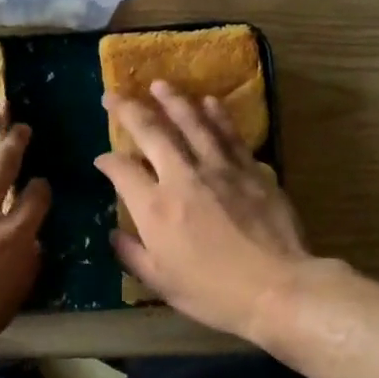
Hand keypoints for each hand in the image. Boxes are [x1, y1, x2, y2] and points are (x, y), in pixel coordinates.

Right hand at [96, 83, 311, 341]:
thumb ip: (133, 254)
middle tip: (113, 95)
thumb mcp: (161, 282)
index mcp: (155, 208)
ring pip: (192, 122)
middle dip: (128, 110)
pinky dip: (215, 115)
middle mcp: (182, 177)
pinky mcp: (250, 169)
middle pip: (151, 133)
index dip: (107, 161)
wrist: (277, 288)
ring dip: (172, 100)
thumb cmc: (213, 292)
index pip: (122, 171)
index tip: (101, 160)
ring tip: (159, 85)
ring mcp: (219, 169)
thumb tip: (115, 234)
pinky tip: (208, 102)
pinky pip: (228, 134)